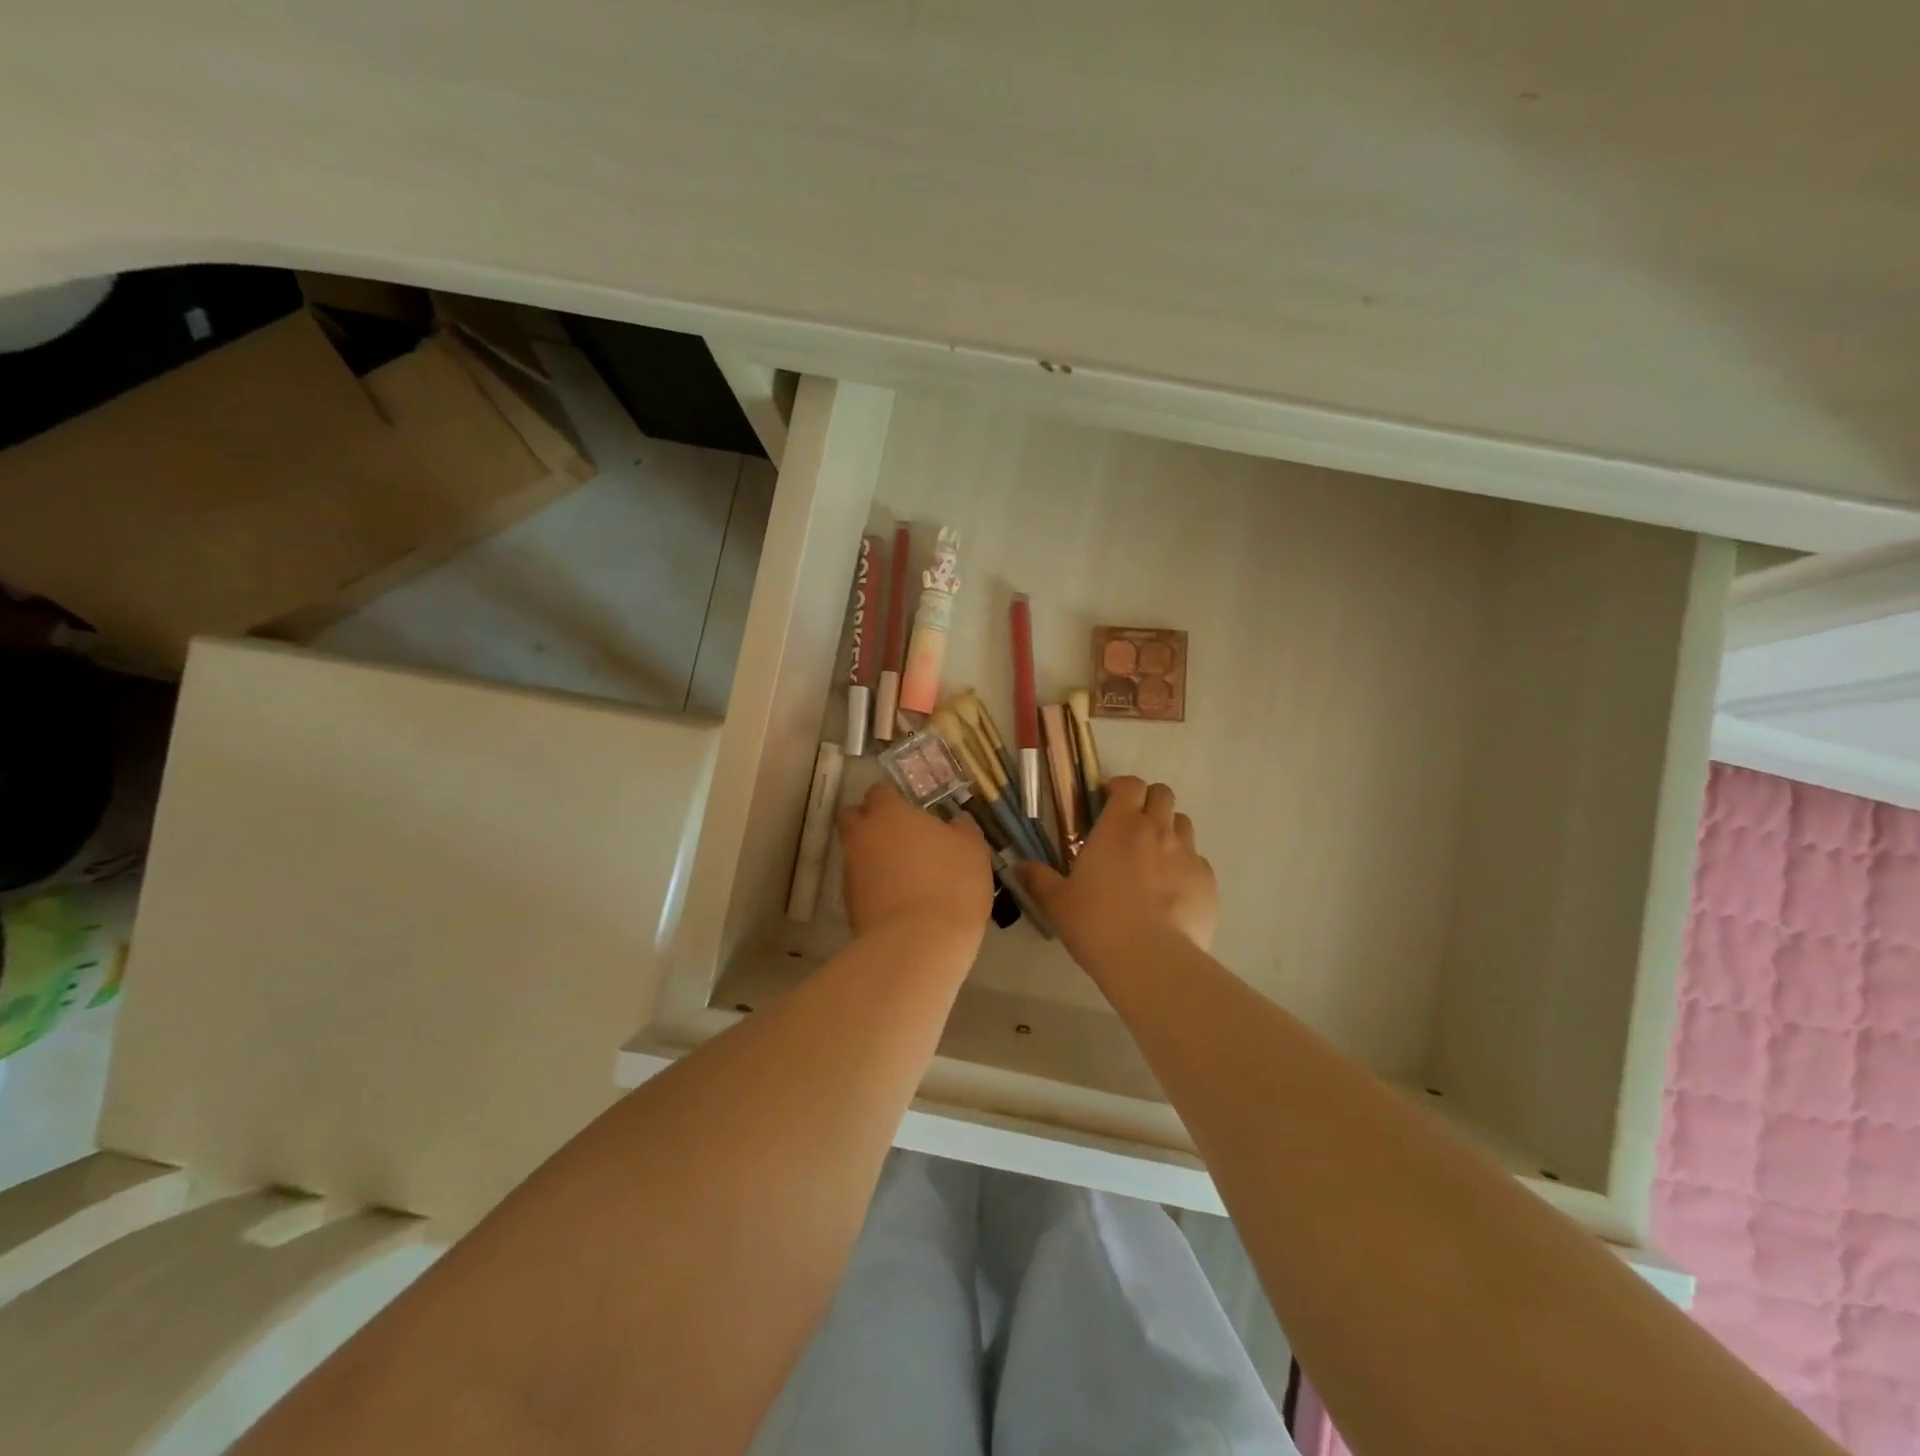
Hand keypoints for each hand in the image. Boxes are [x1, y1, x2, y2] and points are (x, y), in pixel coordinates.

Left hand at [838, 782, 993, 953]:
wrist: (918, 942)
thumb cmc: (951, 884)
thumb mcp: (973, 850)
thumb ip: (962, 829)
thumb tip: (957, 821)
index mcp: (889, 813)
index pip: (879, 791)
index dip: (893, 799)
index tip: (911, 812)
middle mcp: (862, 835)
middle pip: (854, 817)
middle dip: (869, 822)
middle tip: (898, 837)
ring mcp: (850, 869)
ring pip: (854, 852)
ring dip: (872, 856)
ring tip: (902, 875)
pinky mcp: (848, 902)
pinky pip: (859, 883)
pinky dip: (872, 885)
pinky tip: (897, 900)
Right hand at [1022, 777, 1217, 959]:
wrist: (1151, 960)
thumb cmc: (1096, 923)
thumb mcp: (1057, 902)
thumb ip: (1039, 879)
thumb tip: (1018, 866)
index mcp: (1120, 825)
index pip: (1130, 785)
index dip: (1121, 788)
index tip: (1107, 801)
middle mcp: (1157, 830)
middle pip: (1162, 795)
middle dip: (1148, 802)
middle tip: (1131, 826)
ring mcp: (1188, 854)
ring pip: (1183, 824)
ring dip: (1168, 831)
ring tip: (1153, 857)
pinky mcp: (1208, 882)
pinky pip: (1198, 862)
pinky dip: (1185, 867)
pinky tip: (1171, 893)